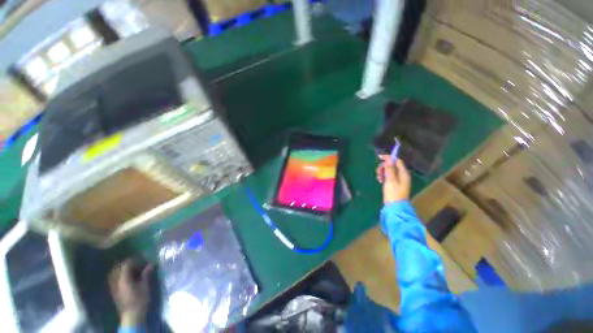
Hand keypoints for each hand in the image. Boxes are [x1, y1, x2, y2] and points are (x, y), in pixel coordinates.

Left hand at [109, 259, 153, 326]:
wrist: (132, 315)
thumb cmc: (140, 299)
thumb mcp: (145, 286)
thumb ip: (146, 274)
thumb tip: (151, 264)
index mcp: (123, 279)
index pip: (126, 264)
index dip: (134, 260)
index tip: (142, 259)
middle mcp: (116, 281)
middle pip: (118, 267)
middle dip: (127, 264)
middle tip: (137, 263)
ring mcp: (113, 286)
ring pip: (114, 273)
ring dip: (122, 269)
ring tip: (131, 269)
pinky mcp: (114, 291)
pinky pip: (114, 279)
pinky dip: (119, 275)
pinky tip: (127, 277)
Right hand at [376, 156, 410, 203]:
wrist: (394, 207)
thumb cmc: (393, 193)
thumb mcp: (390, 180)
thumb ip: (390, 169)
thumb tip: (389, 159)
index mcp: (403, 173)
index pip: (397, 161)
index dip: (388, 158)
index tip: (379, 157)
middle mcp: (402, 175)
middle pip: (392, 165)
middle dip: (384, 167)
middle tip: (378, 172)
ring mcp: (398, 180)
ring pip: (389, 171)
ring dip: (382, 172)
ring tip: (378, 178)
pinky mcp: (394, 184)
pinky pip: (388, 176)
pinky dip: (383, 176)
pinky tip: (380, 181)